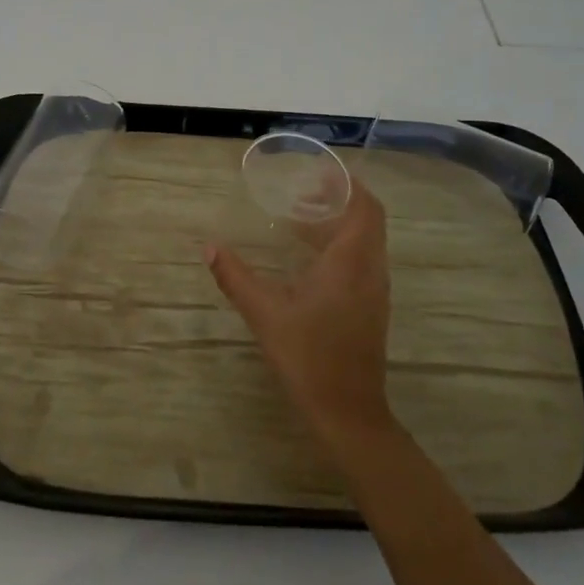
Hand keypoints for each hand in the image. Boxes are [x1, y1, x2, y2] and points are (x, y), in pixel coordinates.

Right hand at [205, 185, 395, 449]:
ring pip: (366, 240)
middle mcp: (370, 269)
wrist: (348, 412)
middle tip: (302, 192)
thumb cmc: (308, 357)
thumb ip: (235, 277)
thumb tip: (208, 247)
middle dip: (339, 198)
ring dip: (339, 223)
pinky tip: (307, 259)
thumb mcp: (265, 314)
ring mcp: (374, 290)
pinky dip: (340, 245)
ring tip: (299, 219)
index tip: (317, 172)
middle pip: (367, 218)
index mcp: (350, 261)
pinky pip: (362, 260)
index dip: (346, 184)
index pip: (364, 206)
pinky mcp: (371, 307)